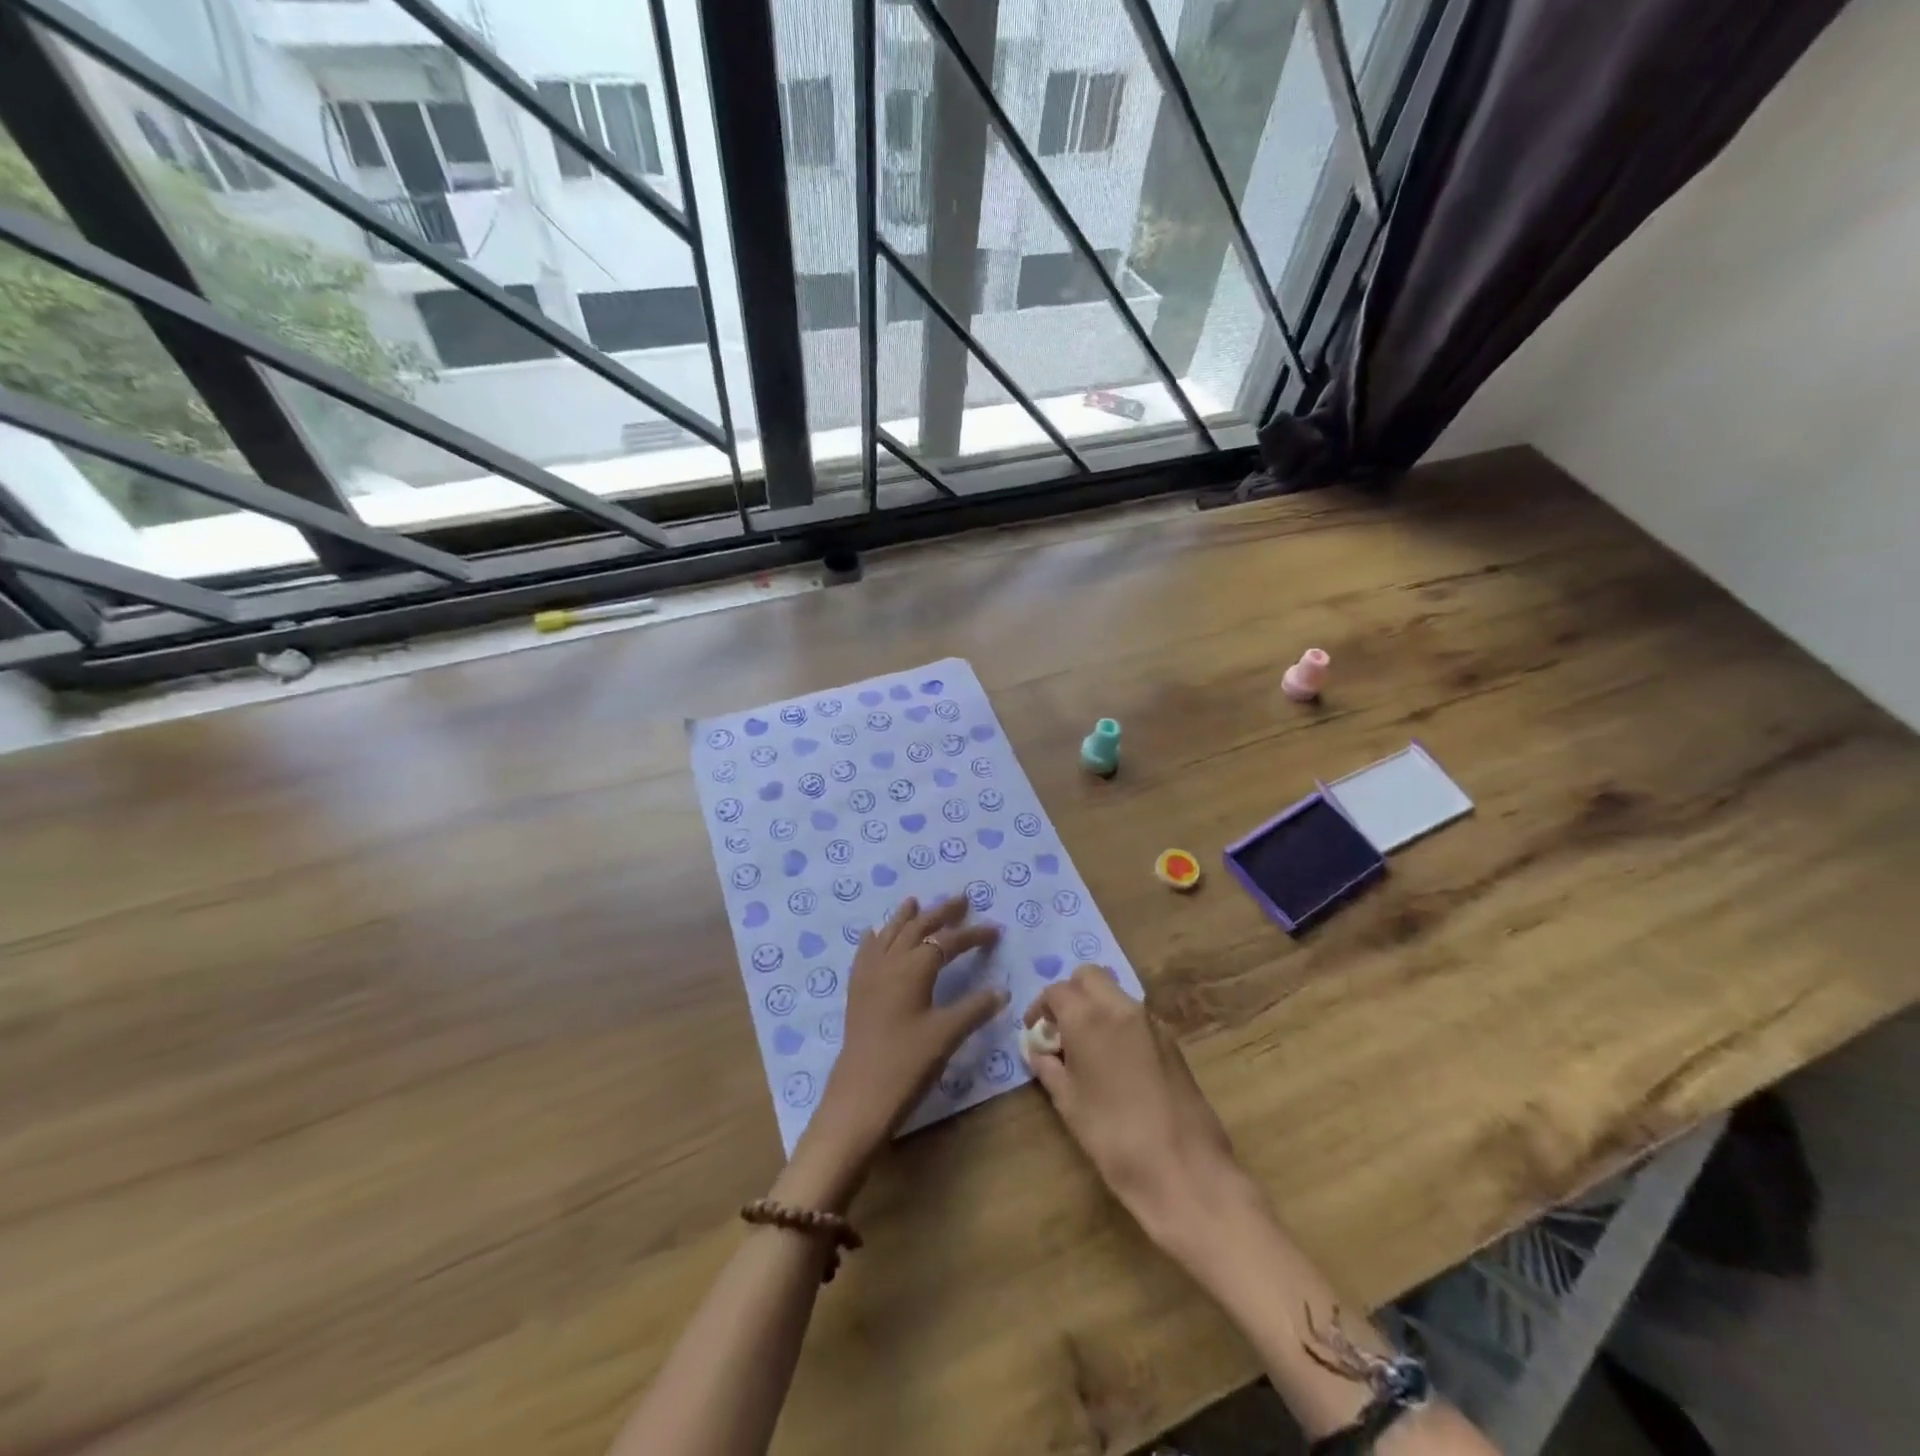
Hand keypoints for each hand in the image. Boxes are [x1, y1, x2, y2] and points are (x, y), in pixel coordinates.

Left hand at [793, 896, 1004, 1195]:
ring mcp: (868, 975)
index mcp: (914, 968)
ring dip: (906, 918)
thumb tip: (1001, 991)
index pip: (947, 941)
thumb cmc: (907, 1064)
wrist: (859, 1097)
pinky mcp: (857, 992)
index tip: (995, 931)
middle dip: (940, 913)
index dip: (972, 934)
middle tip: (961, 900)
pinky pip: (866, 952)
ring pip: (889, 934)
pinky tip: (874, 934)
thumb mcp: (947, 1035)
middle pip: (917, 928)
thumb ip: (974, 1009)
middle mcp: (889, 962)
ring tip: (915, 902)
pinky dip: (876, 938)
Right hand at [1025, 965, 1254, 1247]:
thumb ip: (1049, 1068)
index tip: (1035, 1032)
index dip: (1040, 1008)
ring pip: (1115, 993)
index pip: (1057, 991)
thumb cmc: (1113, 1136)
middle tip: (1061, 1029)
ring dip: (1096, 1006)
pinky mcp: (1172, 1041)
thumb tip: (1039, 1051)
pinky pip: (1136, 1017)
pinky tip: (1116, 1063)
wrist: (1183, 1169)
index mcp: (1089, 1017)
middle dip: (1070, 994)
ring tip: (1087, 1048)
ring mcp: (1151, 1022)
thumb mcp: (1068, 1103)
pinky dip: (1119, 1024)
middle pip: (1089, 977)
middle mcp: (1121, 1008)